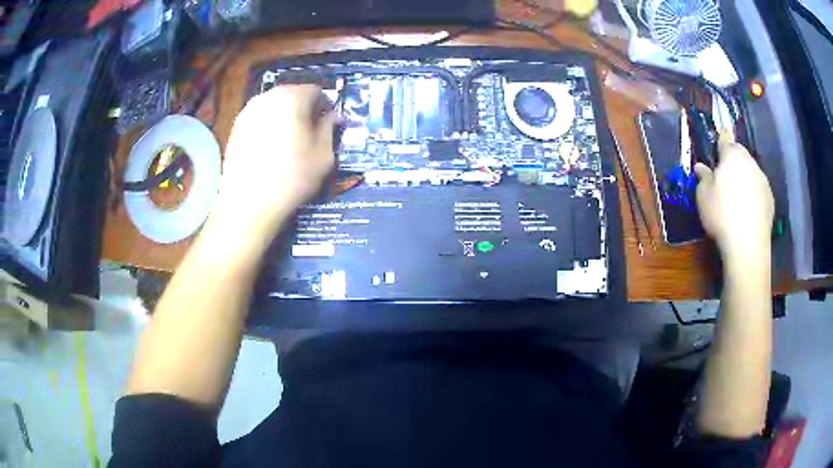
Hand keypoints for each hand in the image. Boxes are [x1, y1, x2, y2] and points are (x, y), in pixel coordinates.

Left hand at [211, 85, 334, 236]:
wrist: (248, 204)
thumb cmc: (291, 179)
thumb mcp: (323, 155)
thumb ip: (330, 128)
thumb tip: (333, 116)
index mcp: (292, 98)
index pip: (316, 91)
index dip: (326, 106)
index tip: (328, 124)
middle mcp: (267, 97)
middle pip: (293, 94)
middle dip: (304, 109)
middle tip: (310, 133)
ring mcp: (248, 111)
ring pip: (274, 105)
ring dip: (285, 117)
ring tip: (289, 142)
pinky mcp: (236, 127)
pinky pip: (259, 118)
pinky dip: (268, 126)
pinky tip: (270, 148)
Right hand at [694, 134, 773, 258]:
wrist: (748, 245)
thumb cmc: (722, 215)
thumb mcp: (703, 196)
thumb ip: (703, 178)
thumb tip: (701, 168)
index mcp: (732, 155)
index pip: (725, 138)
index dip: (720, 141)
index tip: (716, 148)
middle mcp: (750, 162)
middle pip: (740, 153)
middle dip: (733, 160)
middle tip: (724, 175)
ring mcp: (763, 180)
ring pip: (751, 171)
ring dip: (744, 177)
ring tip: (737, 195)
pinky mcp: (770, 198)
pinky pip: (759, 189)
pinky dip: (753, 193)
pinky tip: (747, 209)